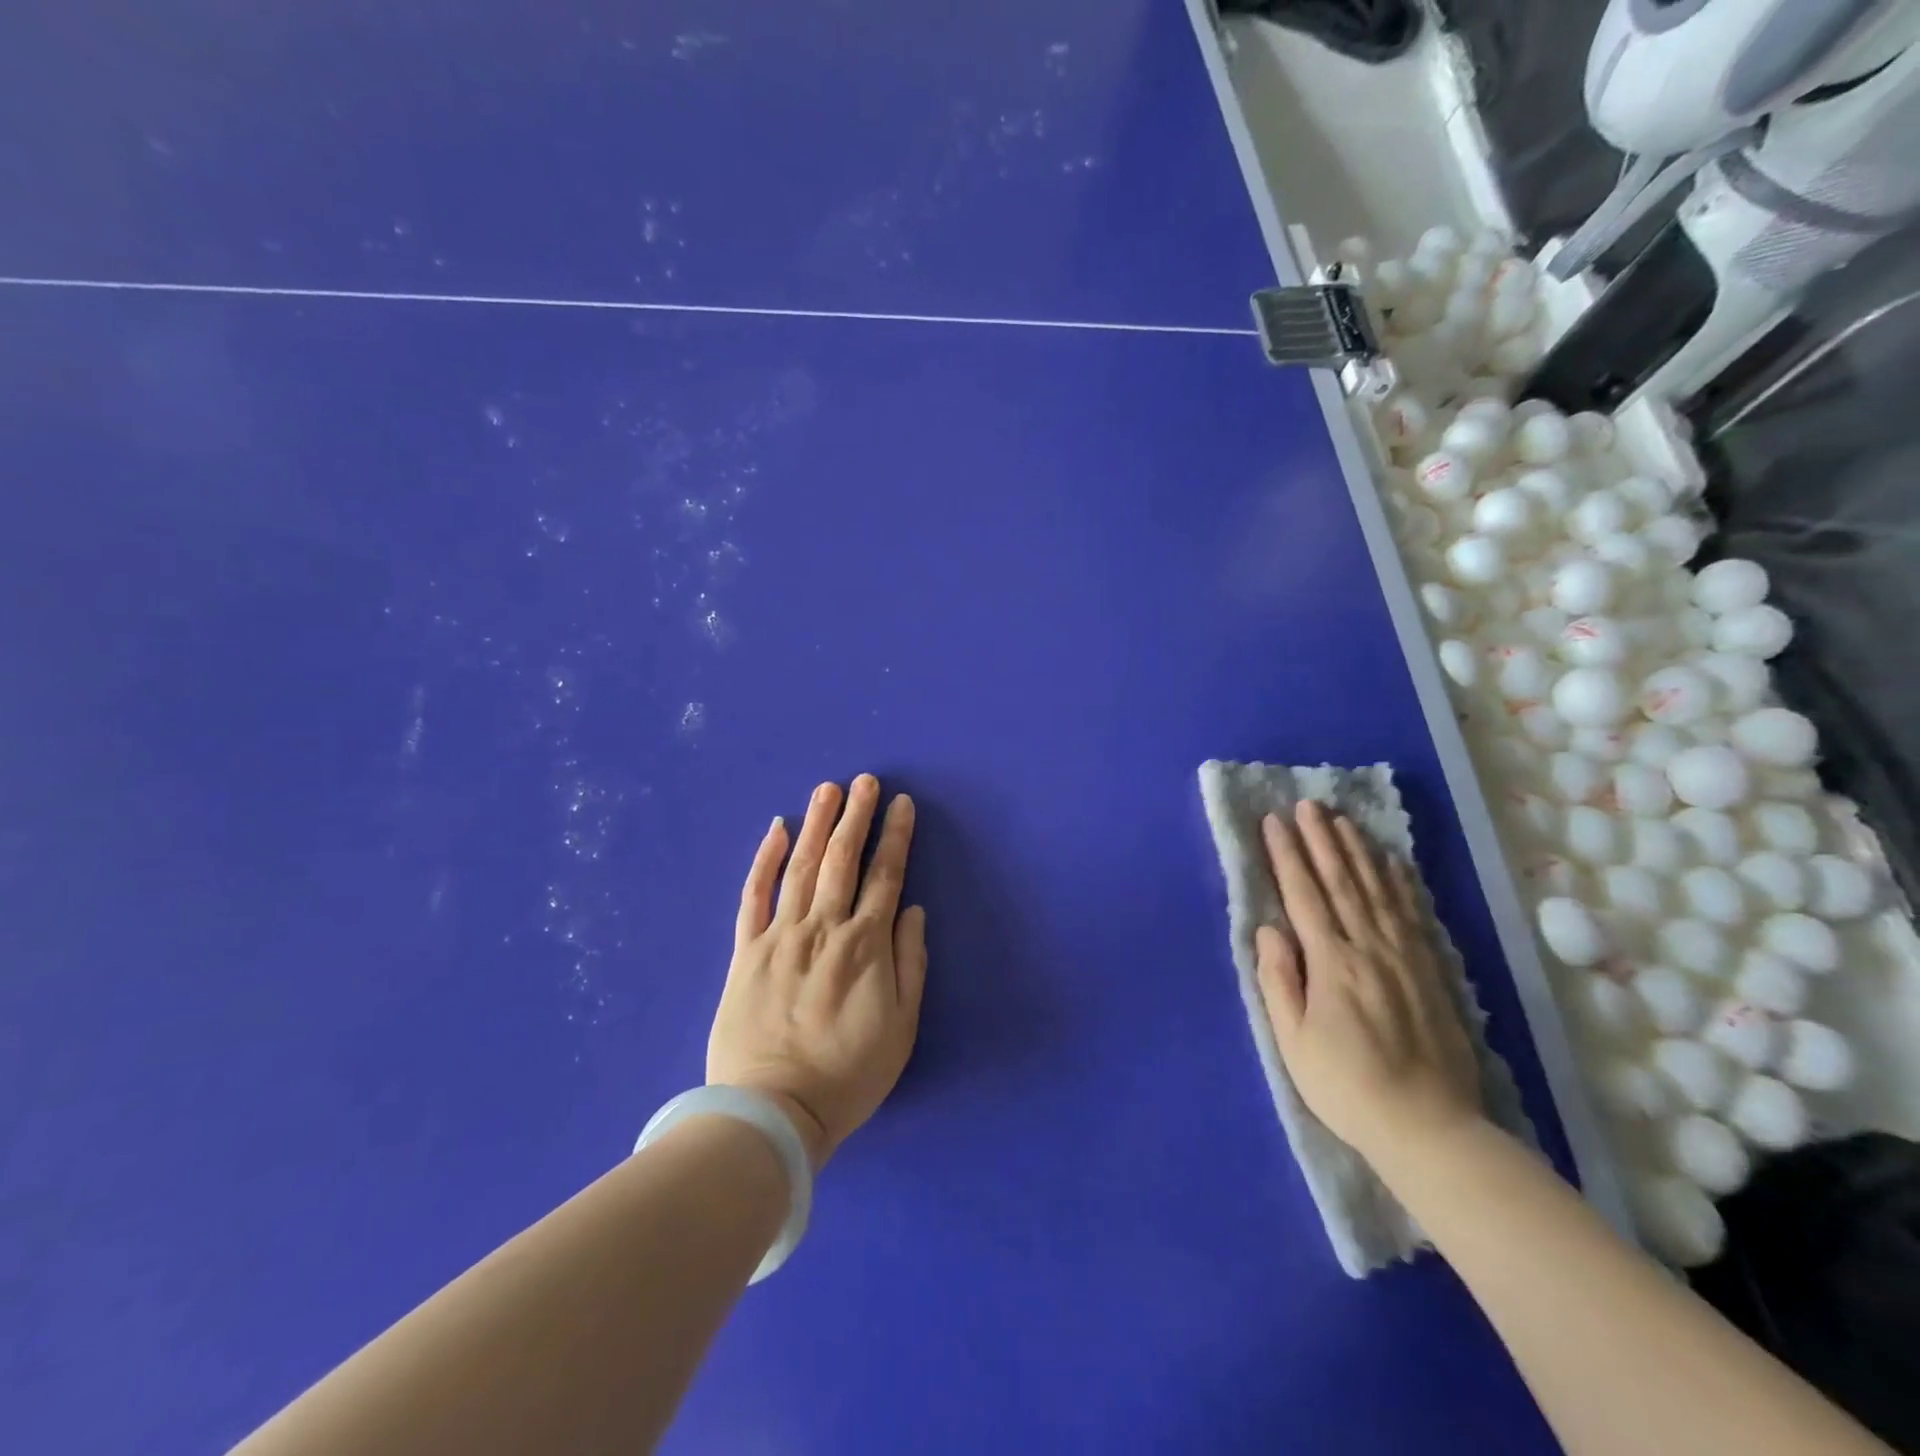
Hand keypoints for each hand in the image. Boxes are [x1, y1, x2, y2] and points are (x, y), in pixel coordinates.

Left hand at [707, 775, 926, 1169]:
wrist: (772, 1113)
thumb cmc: (847, 1076)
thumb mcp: (901, 1029)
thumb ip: (910, 964)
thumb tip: (913, 911)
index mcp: (865, 947)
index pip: (886, 877)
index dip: (895, 837)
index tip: (901, 804)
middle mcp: (824, 929)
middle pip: (843, 860)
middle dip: (856, 816)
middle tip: (866, 781)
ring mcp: (780, 936)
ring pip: (802, 867)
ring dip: (817, 825)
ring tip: (828, 789)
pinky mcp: (745, 951)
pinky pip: (755, 895)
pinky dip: (765, 860)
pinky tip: (777, 831)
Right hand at [1256, 800, 1482, 1167]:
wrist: (1429, 1127)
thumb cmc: (1345, 1085)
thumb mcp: (1293, 1040)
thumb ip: (1279, 979)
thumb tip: (1269, 928)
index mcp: (1331, 962)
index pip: (1303, 895)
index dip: (1287, 855)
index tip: (1274, 822)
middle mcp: (1368, 947)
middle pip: (1341, 882)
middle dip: (1321, 840)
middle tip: (1307, 805)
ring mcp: (1404, 956)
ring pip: (1377, 890)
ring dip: (1357, 851)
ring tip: (1342, 820)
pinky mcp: (1430, 971)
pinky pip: (1411, 914)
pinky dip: (1399, 882)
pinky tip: (1391, 862)